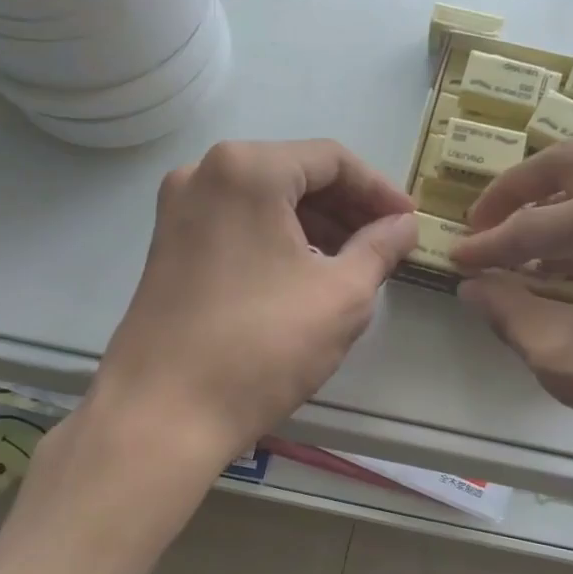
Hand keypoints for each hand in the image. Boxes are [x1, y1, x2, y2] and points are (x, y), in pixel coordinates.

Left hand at [88, 139, 416, 458]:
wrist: (163, 414)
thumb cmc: (262, 346)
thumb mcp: (342, 296)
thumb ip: (381, 248)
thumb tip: (404, 225)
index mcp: (248, 170)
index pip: (332, 159)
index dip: (380, 190)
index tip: (409, 223)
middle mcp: (203, 174)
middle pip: (295, 174)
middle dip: (348, 208)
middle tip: (387, 245)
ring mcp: (179, 211)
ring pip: (265, 201)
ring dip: (316, 225)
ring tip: (355, 264)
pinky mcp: (169, 247)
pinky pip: (238, 225)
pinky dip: (279, 240)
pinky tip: (306, 276)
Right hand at [451, 144, 572, 525]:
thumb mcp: (566, 356)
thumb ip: (508, 311)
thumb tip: (473, 285)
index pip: (535, 222)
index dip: (487, 246)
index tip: (452, 260)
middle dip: (518, 196)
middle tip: (480, 227)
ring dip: (558, 215)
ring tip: (519, 258)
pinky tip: (571, 272)